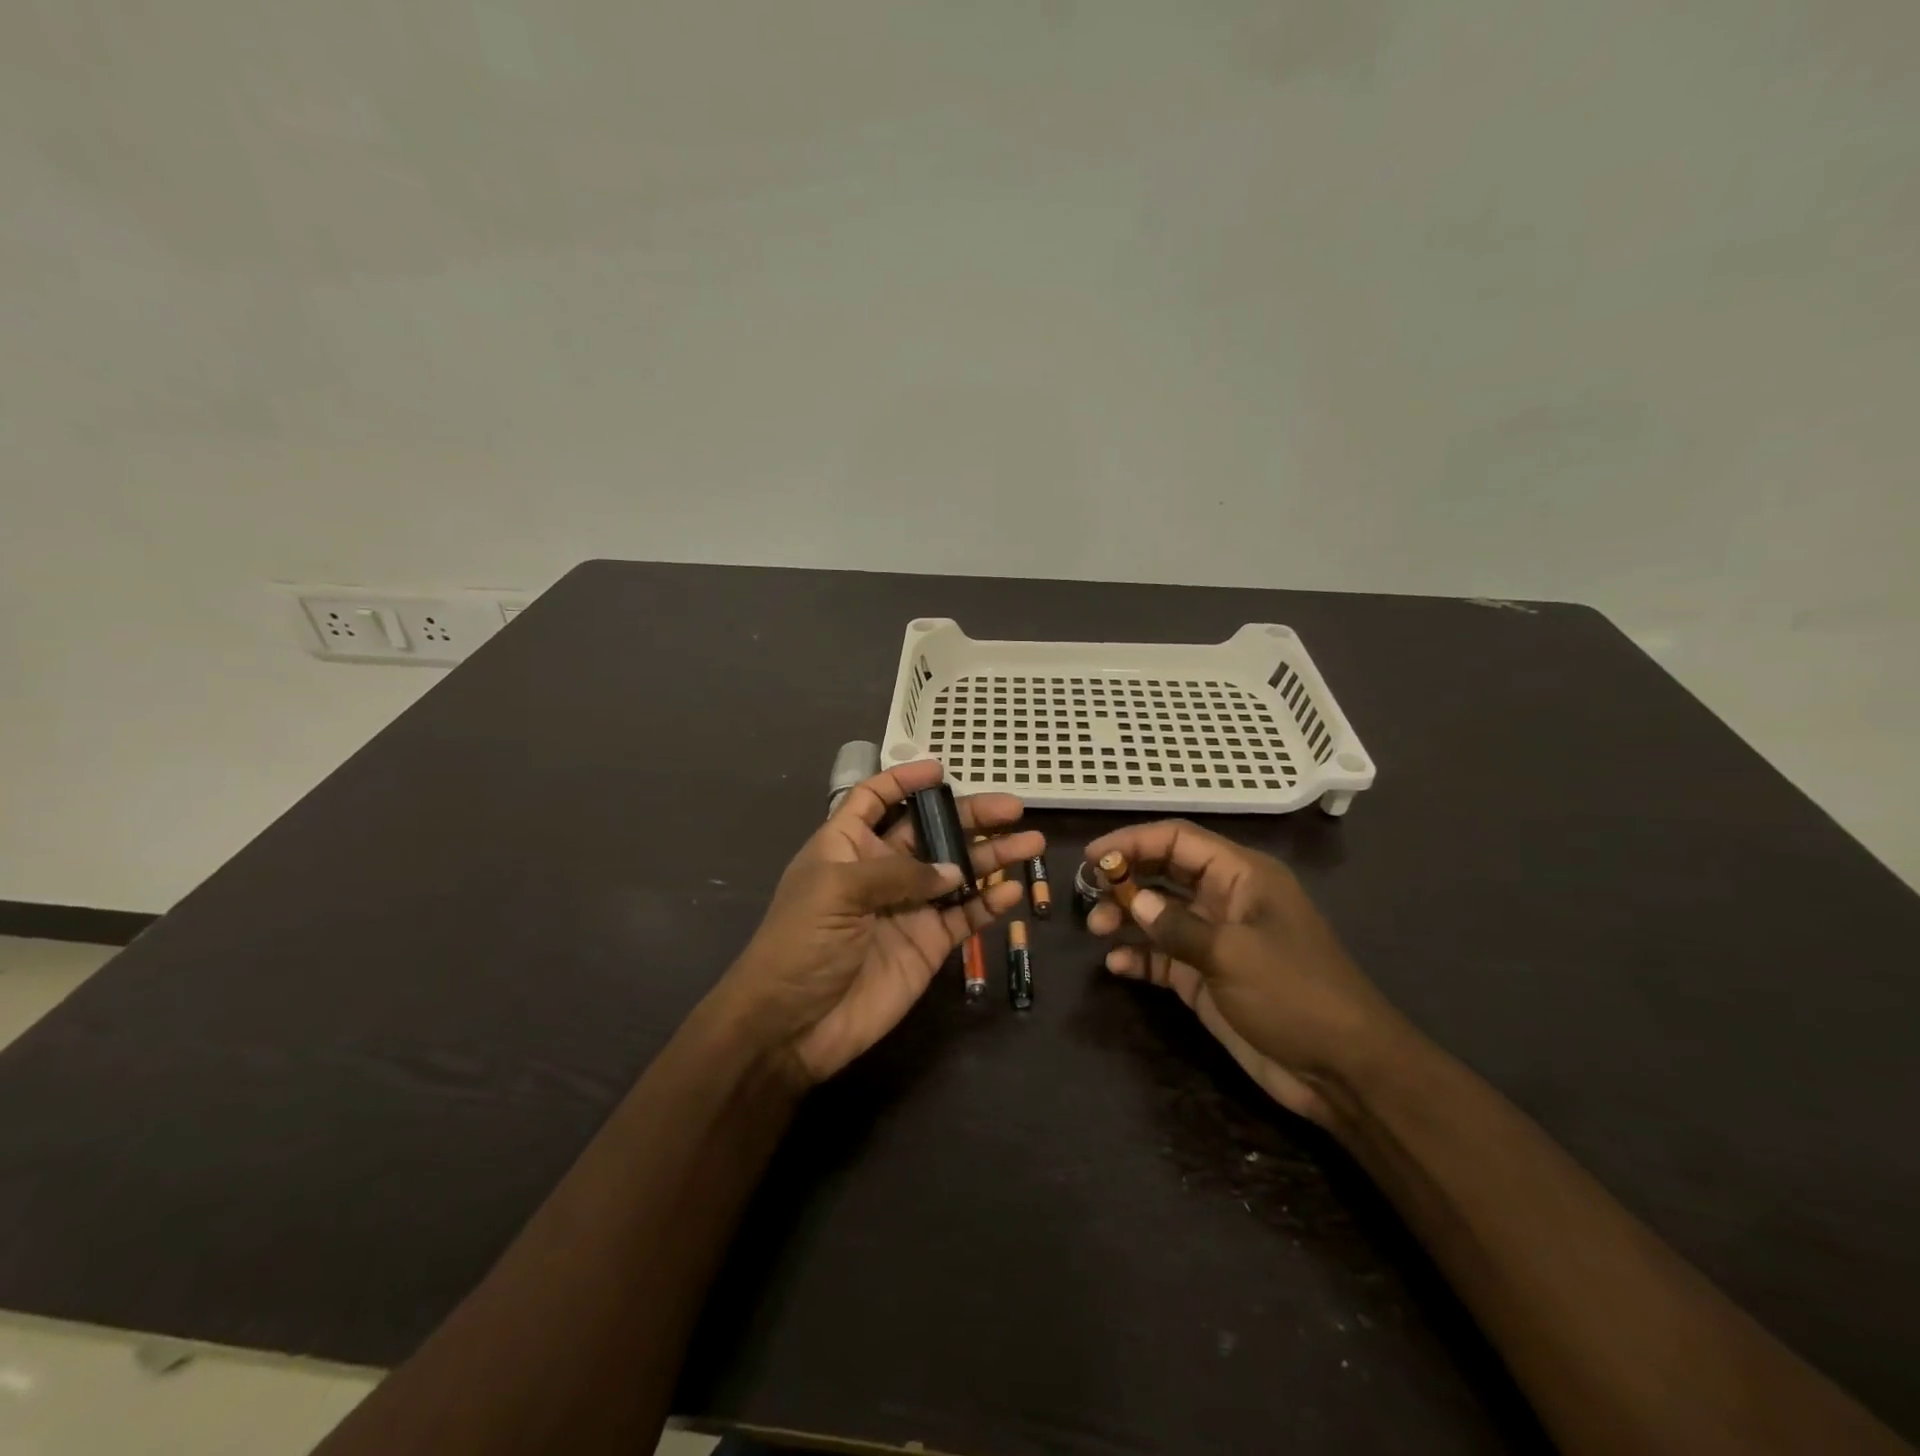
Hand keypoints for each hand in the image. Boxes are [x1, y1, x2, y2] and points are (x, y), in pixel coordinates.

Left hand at [719, 759, 1040, 1084]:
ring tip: (1031, 842)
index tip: (941, 770)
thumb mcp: (838, 890)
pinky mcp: (927, 944)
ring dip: (992, 856)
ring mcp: (908, 907)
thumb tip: (954, 872)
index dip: (904, 781)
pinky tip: (1014, 891)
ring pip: (957, 871)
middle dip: (969, 816)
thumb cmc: (801, 943)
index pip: (876, 799)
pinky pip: (965, 916)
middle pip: (930, 831)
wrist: (792, 1026)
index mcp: (847, 846)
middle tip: (1013, 808)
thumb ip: (899, 873)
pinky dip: (990, 903)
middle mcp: (880, 870)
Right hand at [1085, 820, 1404, 1127]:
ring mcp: (1215, 939)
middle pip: (1164, 873)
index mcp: (1242, 876)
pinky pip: (1163, 956)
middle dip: (1126, 878)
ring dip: (1126, 917)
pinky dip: (1139, 957)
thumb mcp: (1233, 954)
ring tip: (1097, 930)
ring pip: (1158, 914)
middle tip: (1088, 893)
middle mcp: (1225, 899)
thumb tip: (1133, 901)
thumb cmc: (1294, 994)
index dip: (1135, 841)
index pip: (1179, 840)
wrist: (1342, 1070)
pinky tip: (1117, 967)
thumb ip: (1177, 925)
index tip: (1094, 856)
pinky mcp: (1206, 977)